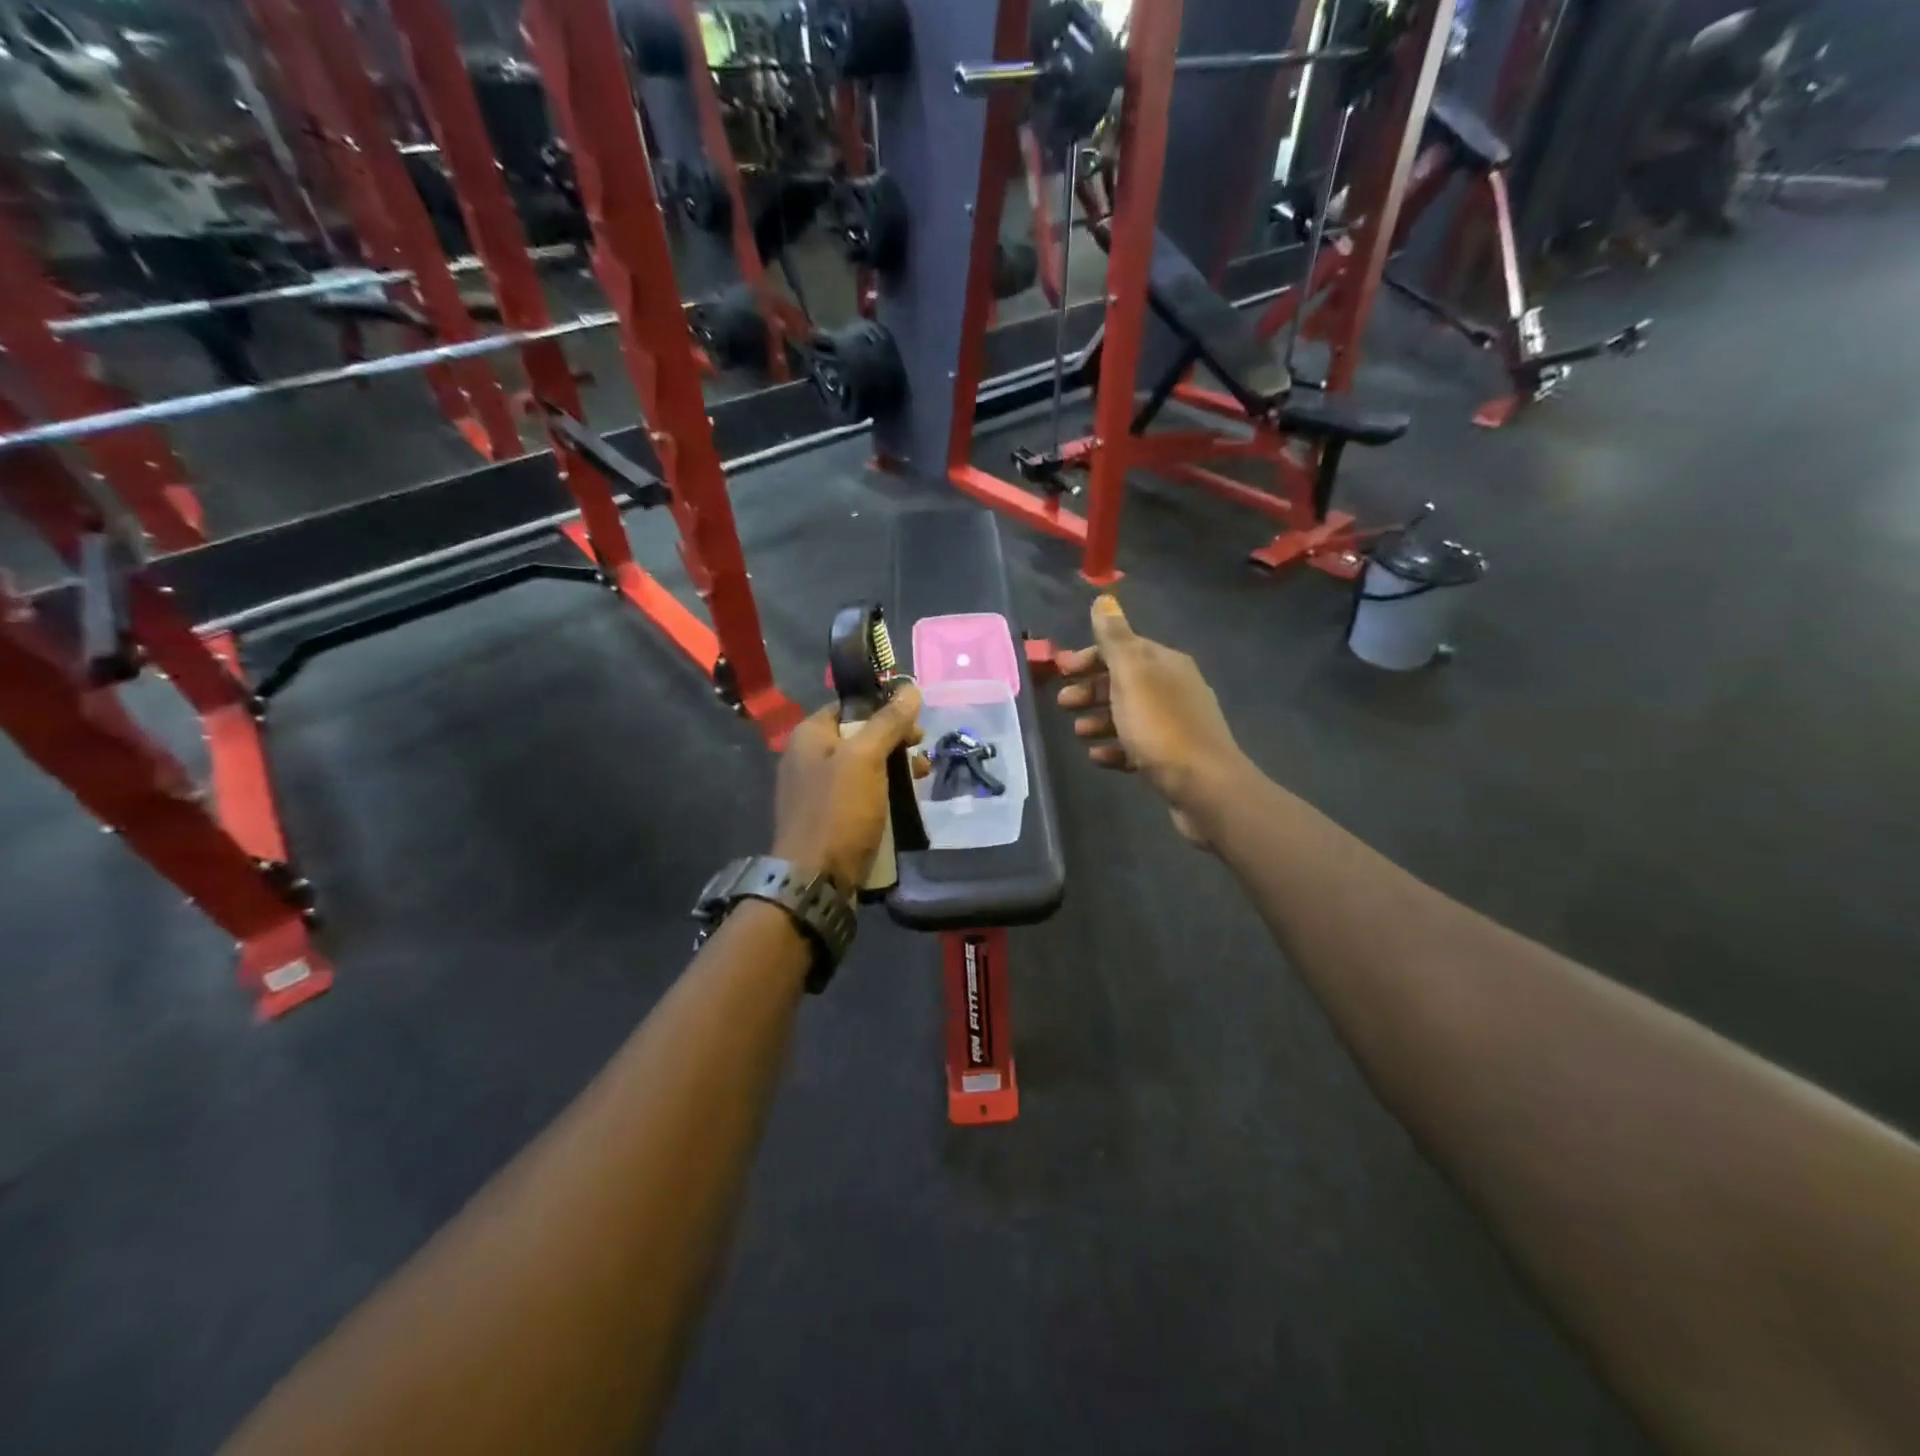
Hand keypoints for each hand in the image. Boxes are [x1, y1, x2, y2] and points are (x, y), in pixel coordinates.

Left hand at [772, 686, 922, 892]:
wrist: (815, 881)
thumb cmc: (838, 811)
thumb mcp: (866, 759)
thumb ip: (888, 722)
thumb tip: (911, 687)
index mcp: (809, 736)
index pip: (850, 706)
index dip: (883, 708)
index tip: (914, 721)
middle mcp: (808, 758)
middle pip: (860, 736)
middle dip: (895, 741)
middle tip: (922, 752)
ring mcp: (817, 791)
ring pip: (864, 767)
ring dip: (895, 768)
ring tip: (923, 778)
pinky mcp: (830, 818)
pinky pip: (861, 795)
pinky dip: (884, 793)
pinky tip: (906, 802)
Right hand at [1056, 596, 1247, 846]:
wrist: (1204, 787)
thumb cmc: (1161, 727)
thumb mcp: (1132, 676)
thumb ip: (1115, 639)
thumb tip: (1104, 598)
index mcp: (1165, 663)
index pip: (1123, 649)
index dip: (1090, 657)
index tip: (1061, 671)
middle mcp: (1174, 688)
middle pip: (1124, 682)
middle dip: (1091, 689)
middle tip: (1063, 703)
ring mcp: (1175, 724)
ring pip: (1128, 714)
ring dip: (1099, 719)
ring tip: (1077, 732)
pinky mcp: (1172, 757)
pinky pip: (1136, 746)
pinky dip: (1114, 748)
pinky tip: (1098, 757)